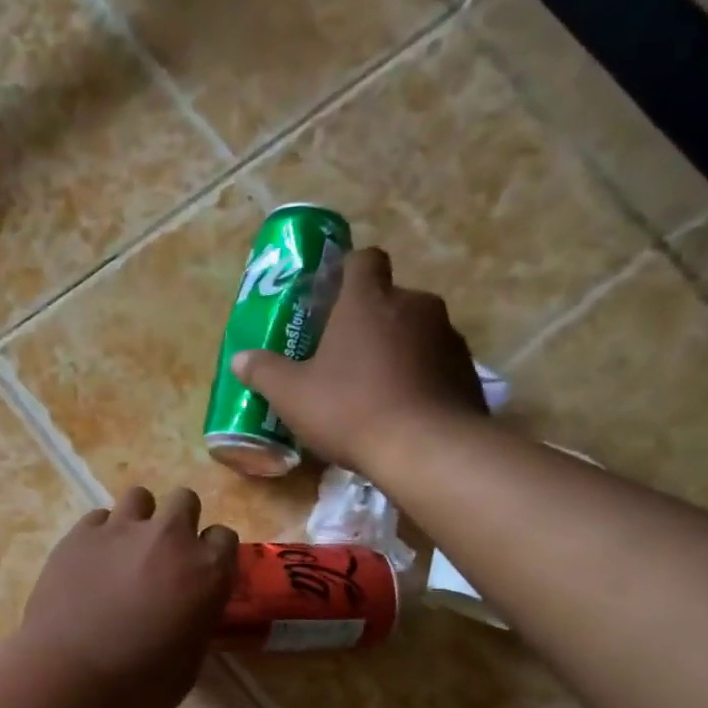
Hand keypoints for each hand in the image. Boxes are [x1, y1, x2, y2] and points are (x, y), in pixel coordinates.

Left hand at [18, 486, 237, 707]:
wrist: (70, 678)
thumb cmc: (139, 685)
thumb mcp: (189, 661)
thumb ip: (195, 620)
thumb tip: (187, 611)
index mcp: (207, 572)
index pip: (224, 537)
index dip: (211, 553)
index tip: (199, 572)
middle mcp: (170, 538)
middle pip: (184, 501)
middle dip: (179, 522)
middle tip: (162, 555)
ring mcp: (121, 530)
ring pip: (139, 497)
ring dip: (139, 519)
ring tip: (124, 550)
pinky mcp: (80, 534)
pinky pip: (98, 517)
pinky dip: (100, 534)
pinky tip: (90, 561)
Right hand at [232, 247, 487, 473]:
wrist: (426, 448)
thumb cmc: (350, 409)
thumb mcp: (293, 396)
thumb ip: (265, 372)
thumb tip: (240, 359)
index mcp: (367, 301)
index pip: (363, 259)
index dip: (347, 271)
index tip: (332, 297)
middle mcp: (413, 304)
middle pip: (389, 298)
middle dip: (369, 320)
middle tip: (344, 356)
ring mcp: (446, 335)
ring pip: (415, 331)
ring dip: (396, 349)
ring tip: (374, 388)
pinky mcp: (466, 368)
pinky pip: (435, 362)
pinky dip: (419, 376)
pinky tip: (402, 409)